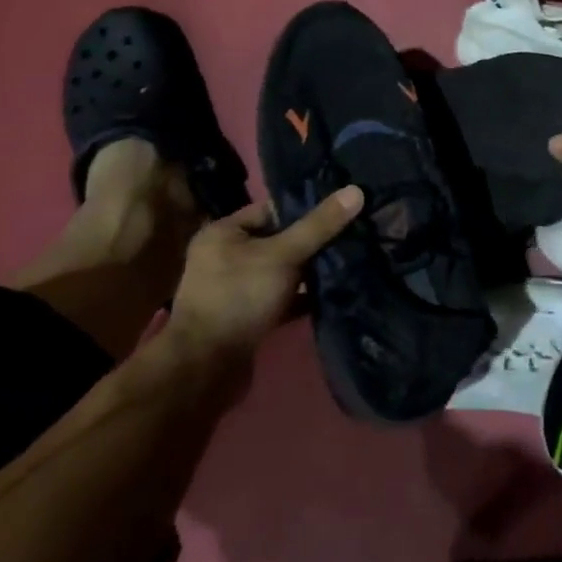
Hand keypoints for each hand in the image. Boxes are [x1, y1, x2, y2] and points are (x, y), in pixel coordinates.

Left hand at [166, 188, 362, 359]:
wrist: (206, 370)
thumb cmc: (239, 298)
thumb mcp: (283, 255)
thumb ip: (319, 225)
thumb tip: (356, 191)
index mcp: (224, 233)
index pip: (273, 209)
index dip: (308, 208)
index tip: (344, 209)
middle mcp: (226, 257)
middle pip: (279, 239)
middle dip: (314, 241)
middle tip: (353, 235)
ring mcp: (236, 289)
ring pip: (283, 270)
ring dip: (311, 270)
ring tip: (350, 260)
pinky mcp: (248, 317)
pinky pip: (281, 297)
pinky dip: (303, 296)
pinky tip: (333, 293)